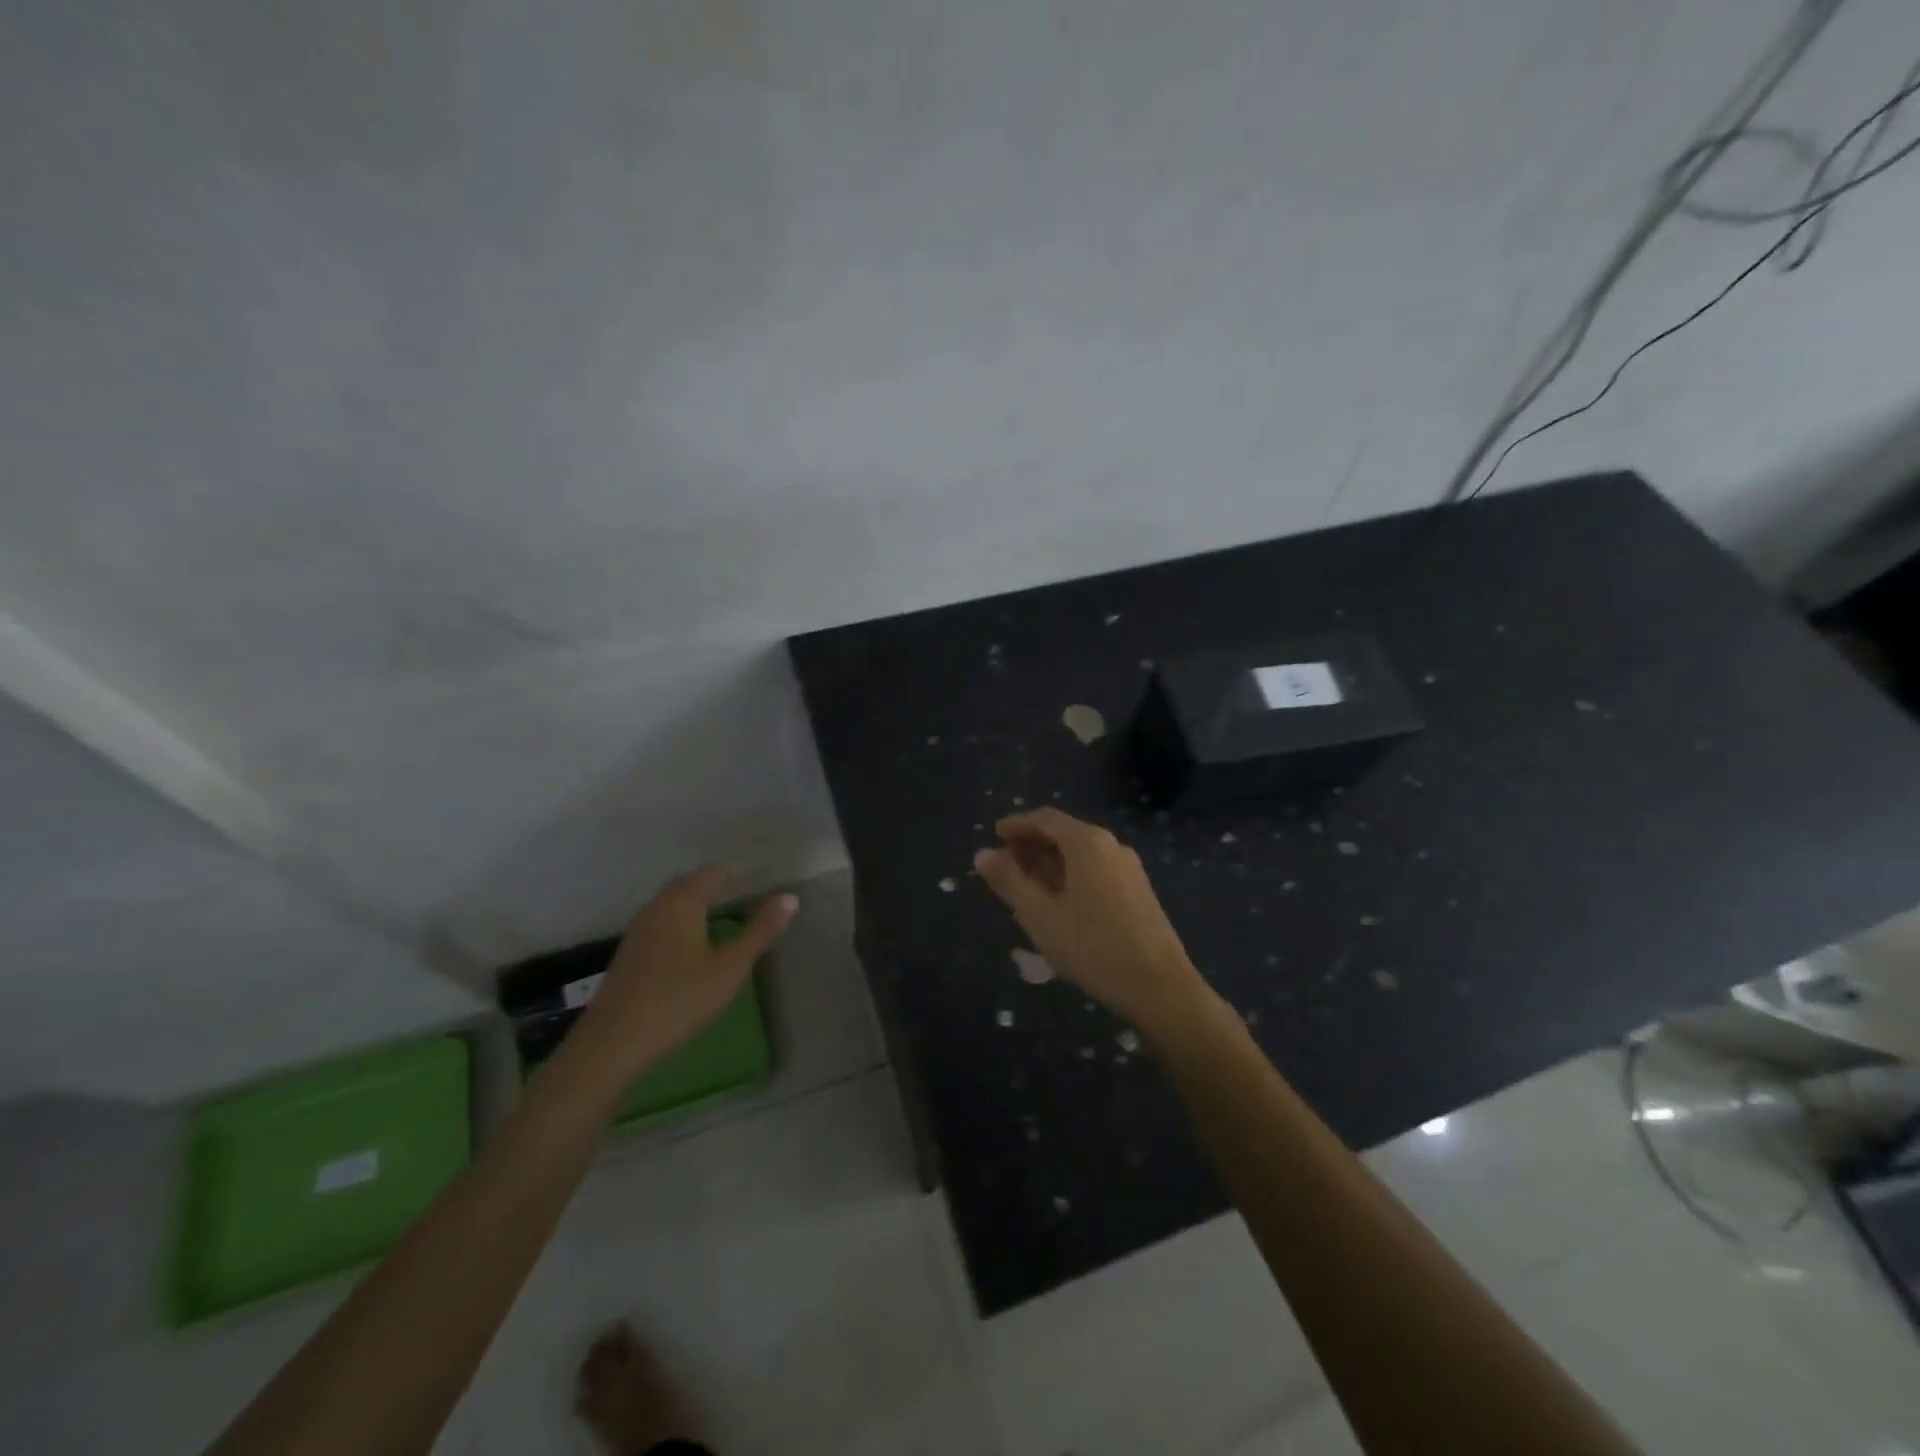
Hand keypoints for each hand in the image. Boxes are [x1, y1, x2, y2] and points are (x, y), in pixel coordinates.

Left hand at [571, 867, 796, 1082]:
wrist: (613, 1043)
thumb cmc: (678, 999)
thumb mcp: (729, 967)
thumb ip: (760, 931)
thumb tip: (790, 897)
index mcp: (682, 903)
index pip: (712, 873)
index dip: (737, 871)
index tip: (760, 873)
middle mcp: (657, 908)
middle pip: (688, 884)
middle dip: (715, 882)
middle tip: (744, 887)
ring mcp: (638, 931)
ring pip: (672, 903)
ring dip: (696, 900)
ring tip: (722, 909)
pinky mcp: (629, 954)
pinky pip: (662, 921)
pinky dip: (682, 919)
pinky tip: (692, 940)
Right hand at [974, 809, 1216, 1042]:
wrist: (1160, 987)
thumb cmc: (1092, 947)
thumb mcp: (1039, 915)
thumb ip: (1009, 881)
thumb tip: (982, 854)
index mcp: (1087, 843)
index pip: (1045, 819)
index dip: (1016, 825)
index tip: (994, 836)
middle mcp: (1111, 846)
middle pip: (1064, 833)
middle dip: (1032, 845)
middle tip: (1006, 866)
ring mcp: (1129, 868)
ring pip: (1081, 854)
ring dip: (1050, 863)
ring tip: (1027, 889)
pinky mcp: (1139, 890)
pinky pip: (1096, 870)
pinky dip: (1071, 876)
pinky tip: (1060, 904)